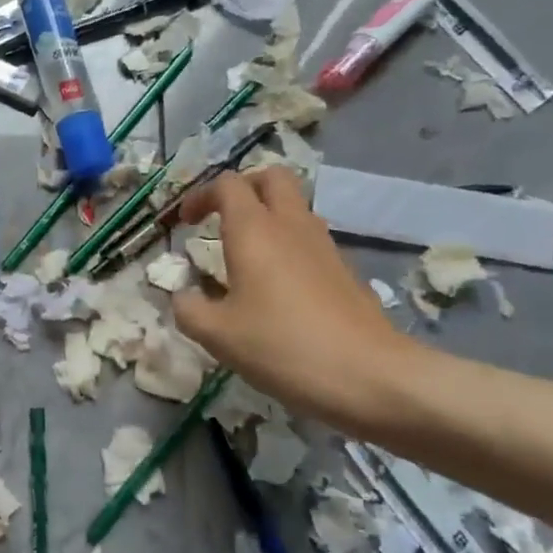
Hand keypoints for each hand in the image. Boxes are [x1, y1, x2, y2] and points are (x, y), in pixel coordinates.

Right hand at [172, 166, 424, 432]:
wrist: (371, 376)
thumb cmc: (283, 346)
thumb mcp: (219, 335)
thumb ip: (189, 310)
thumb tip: (182, 296)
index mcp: (254, 229)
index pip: (227, 184)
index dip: (200, 195)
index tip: (184, 224)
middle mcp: (291, 224)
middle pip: (271, 177)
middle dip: (243, 188)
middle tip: (222, 218)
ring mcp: (324, 245)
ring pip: (295, 206)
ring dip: (268, 216)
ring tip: (247, 255)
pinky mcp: (344, 269)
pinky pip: (309, 238)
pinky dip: (289, 244)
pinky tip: (278, 287)